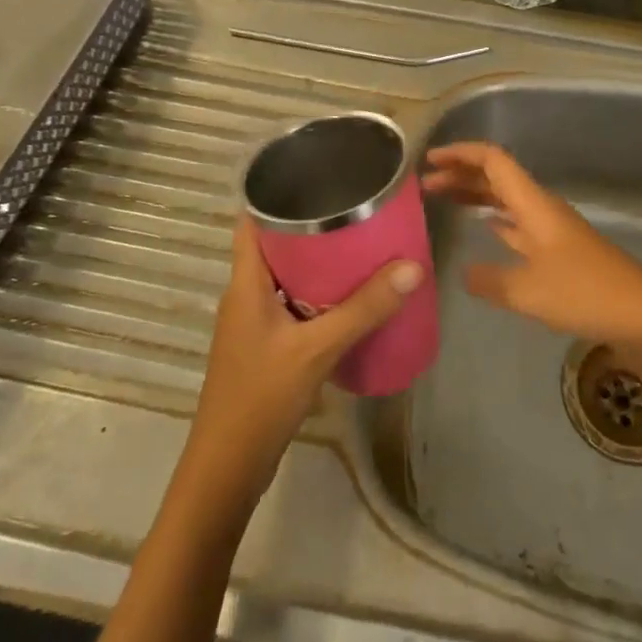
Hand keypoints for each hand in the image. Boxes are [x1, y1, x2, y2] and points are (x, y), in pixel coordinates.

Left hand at [184, 220, 421, 505]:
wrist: (228, 468)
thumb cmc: (261, 398)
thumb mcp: (316, 349)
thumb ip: (363, 309)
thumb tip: (412, 266)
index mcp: (245, 282)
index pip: (253, 220)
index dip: (278, 192)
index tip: (319, 174)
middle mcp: (246, 294)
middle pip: (277, 244)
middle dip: (314, 225)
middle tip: (359, 208)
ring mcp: (256, 321)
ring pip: (289, 275)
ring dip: (321, 261)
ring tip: (365, 244)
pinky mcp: (269, 344)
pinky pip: (297, 303)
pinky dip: (322, 293)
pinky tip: (355, 297)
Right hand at [422, 141, 641, 354]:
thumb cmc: (585, 293)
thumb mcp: (528, 291)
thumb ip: (490, 279)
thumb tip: (464, 272)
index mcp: (534, 204)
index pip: (493, 161)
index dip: (461, 154)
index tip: (429, 160)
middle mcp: (542, 209)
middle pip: (498, 177)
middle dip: (461, 175)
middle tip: (425, 185)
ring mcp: (553, 230)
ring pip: (507, 200)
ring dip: (475, 197)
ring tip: (444, 201)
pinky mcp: (560, 252)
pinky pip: (518, 225)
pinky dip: (496, 222)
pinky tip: (484, 231)